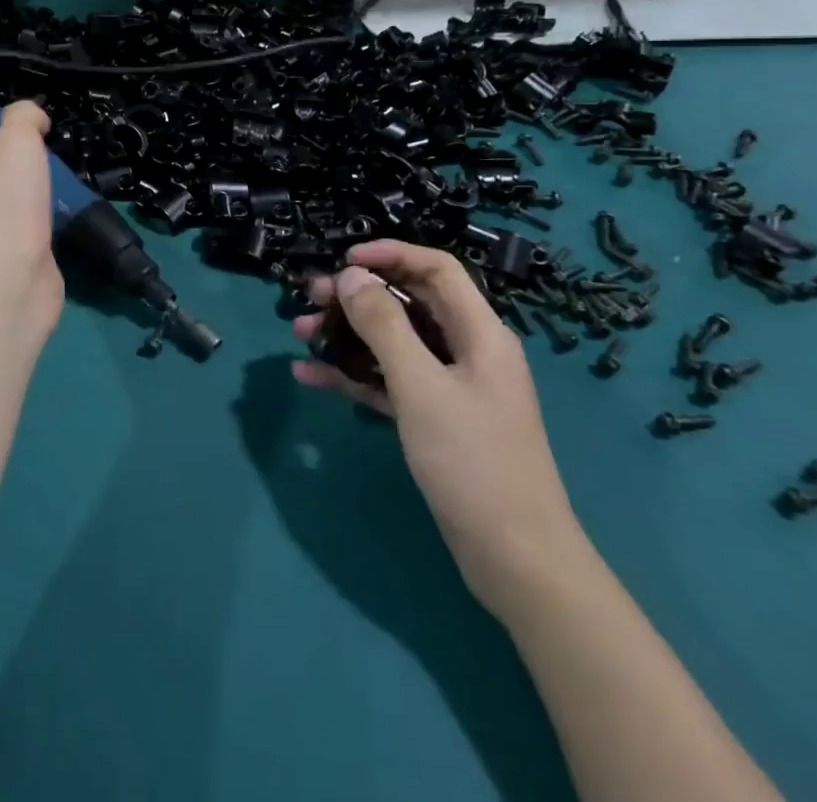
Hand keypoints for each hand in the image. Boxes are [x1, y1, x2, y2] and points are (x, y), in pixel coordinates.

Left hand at [0, 101, 64, 336]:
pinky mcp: (22, 262)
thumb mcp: (15, 141)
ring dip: (30, 196)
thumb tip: (35, 118)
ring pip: (12, 208)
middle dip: (7, 166)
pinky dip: (48, 225)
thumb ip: (23, 119)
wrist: (12, 279)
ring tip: (61, 180)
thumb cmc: (6, 203)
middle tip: (42, 150)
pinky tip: (67, 216)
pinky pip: (35, 235)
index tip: (3, 126)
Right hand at [292, 240, 591, 620]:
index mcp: (479, 332)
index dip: (391, 255)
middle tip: (309, 298)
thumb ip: (383, 325)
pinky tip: (311, 377)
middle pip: (409, 304)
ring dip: (348, 335)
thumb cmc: (472, 462)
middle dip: (358, 296)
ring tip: (300, 334)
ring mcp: (451, 387)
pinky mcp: (435, 420)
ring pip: (394, 343)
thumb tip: (351, 276)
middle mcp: (467, 350)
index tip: (343, 261)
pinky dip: (354, 376)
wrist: (516, 561)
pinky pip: (389, 382)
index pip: (436, 269)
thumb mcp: (421, 386)